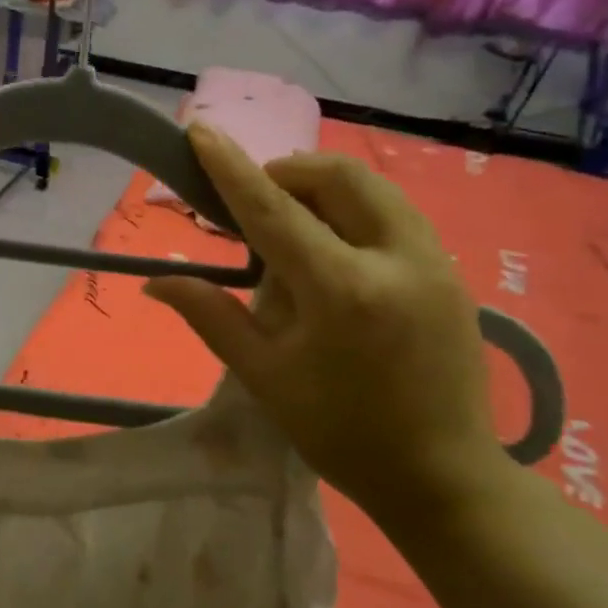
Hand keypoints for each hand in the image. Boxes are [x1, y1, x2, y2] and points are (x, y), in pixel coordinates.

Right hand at [144, 124, 510, 531]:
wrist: (443, 477)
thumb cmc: (340, 432)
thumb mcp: (264, 376)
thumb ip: (210, 315)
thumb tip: (156, 281)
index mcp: (342, 291)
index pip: (274, 211)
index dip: (232, 167)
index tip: (201, 130)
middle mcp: (396, 260)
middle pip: (337, 176)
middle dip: (286, 172)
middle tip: (254, 205)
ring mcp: (434, 262)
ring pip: (372, 187)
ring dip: (322, 187)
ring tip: (292, 225)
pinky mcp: (451, 271)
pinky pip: (394, 212)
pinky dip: (353, 210)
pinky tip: (334, 250)